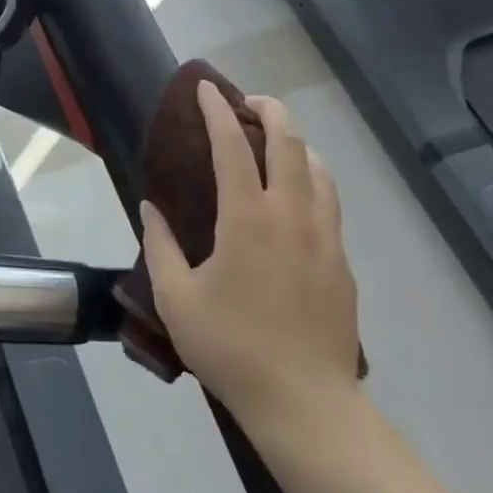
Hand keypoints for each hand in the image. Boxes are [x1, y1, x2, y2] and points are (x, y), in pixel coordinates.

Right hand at [142, 83, 360, 427]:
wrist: (306, 404)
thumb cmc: (232, 347)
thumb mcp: (177, 299)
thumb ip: (161, 246)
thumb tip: (151, 209)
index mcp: (247, 218)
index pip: (232, 145)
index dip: (217, 110)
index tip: (206, 89)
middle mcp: (290, 214)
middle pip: (289, 142)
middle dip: (269, 110)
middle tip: (247, 102)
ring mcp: (323, 236)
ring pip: (317, 168)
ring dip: (296, 142)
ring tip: (274, 142)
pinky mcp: (341, 262)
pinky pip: (329, 201)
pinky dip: (312, 177)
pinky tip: (297, 194)